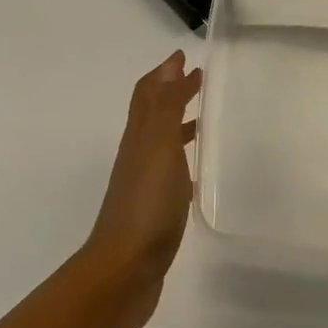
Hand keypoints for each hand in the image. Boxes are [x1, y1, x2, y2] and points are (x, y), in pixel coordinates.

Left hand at [82, 51, 201, 327]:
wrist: (124, 270)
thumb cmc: (146, 204)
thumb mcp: (159, 146)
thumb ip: (166, 105)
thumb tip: (171, 64)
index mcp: (139, 136)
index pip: (148, 93)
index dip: (164, 73)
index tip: (185, 56)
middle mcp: (138, 154)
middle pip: (151, 113)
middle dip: (172, 92)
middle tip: (198, 81)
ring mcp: (143, 184)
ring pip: (160, 142)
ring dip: (177, 123)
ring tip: (202, 120)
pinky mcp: (153, 210)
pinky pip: (169, 171)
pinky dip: (181, 158)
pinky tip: (196, 172)